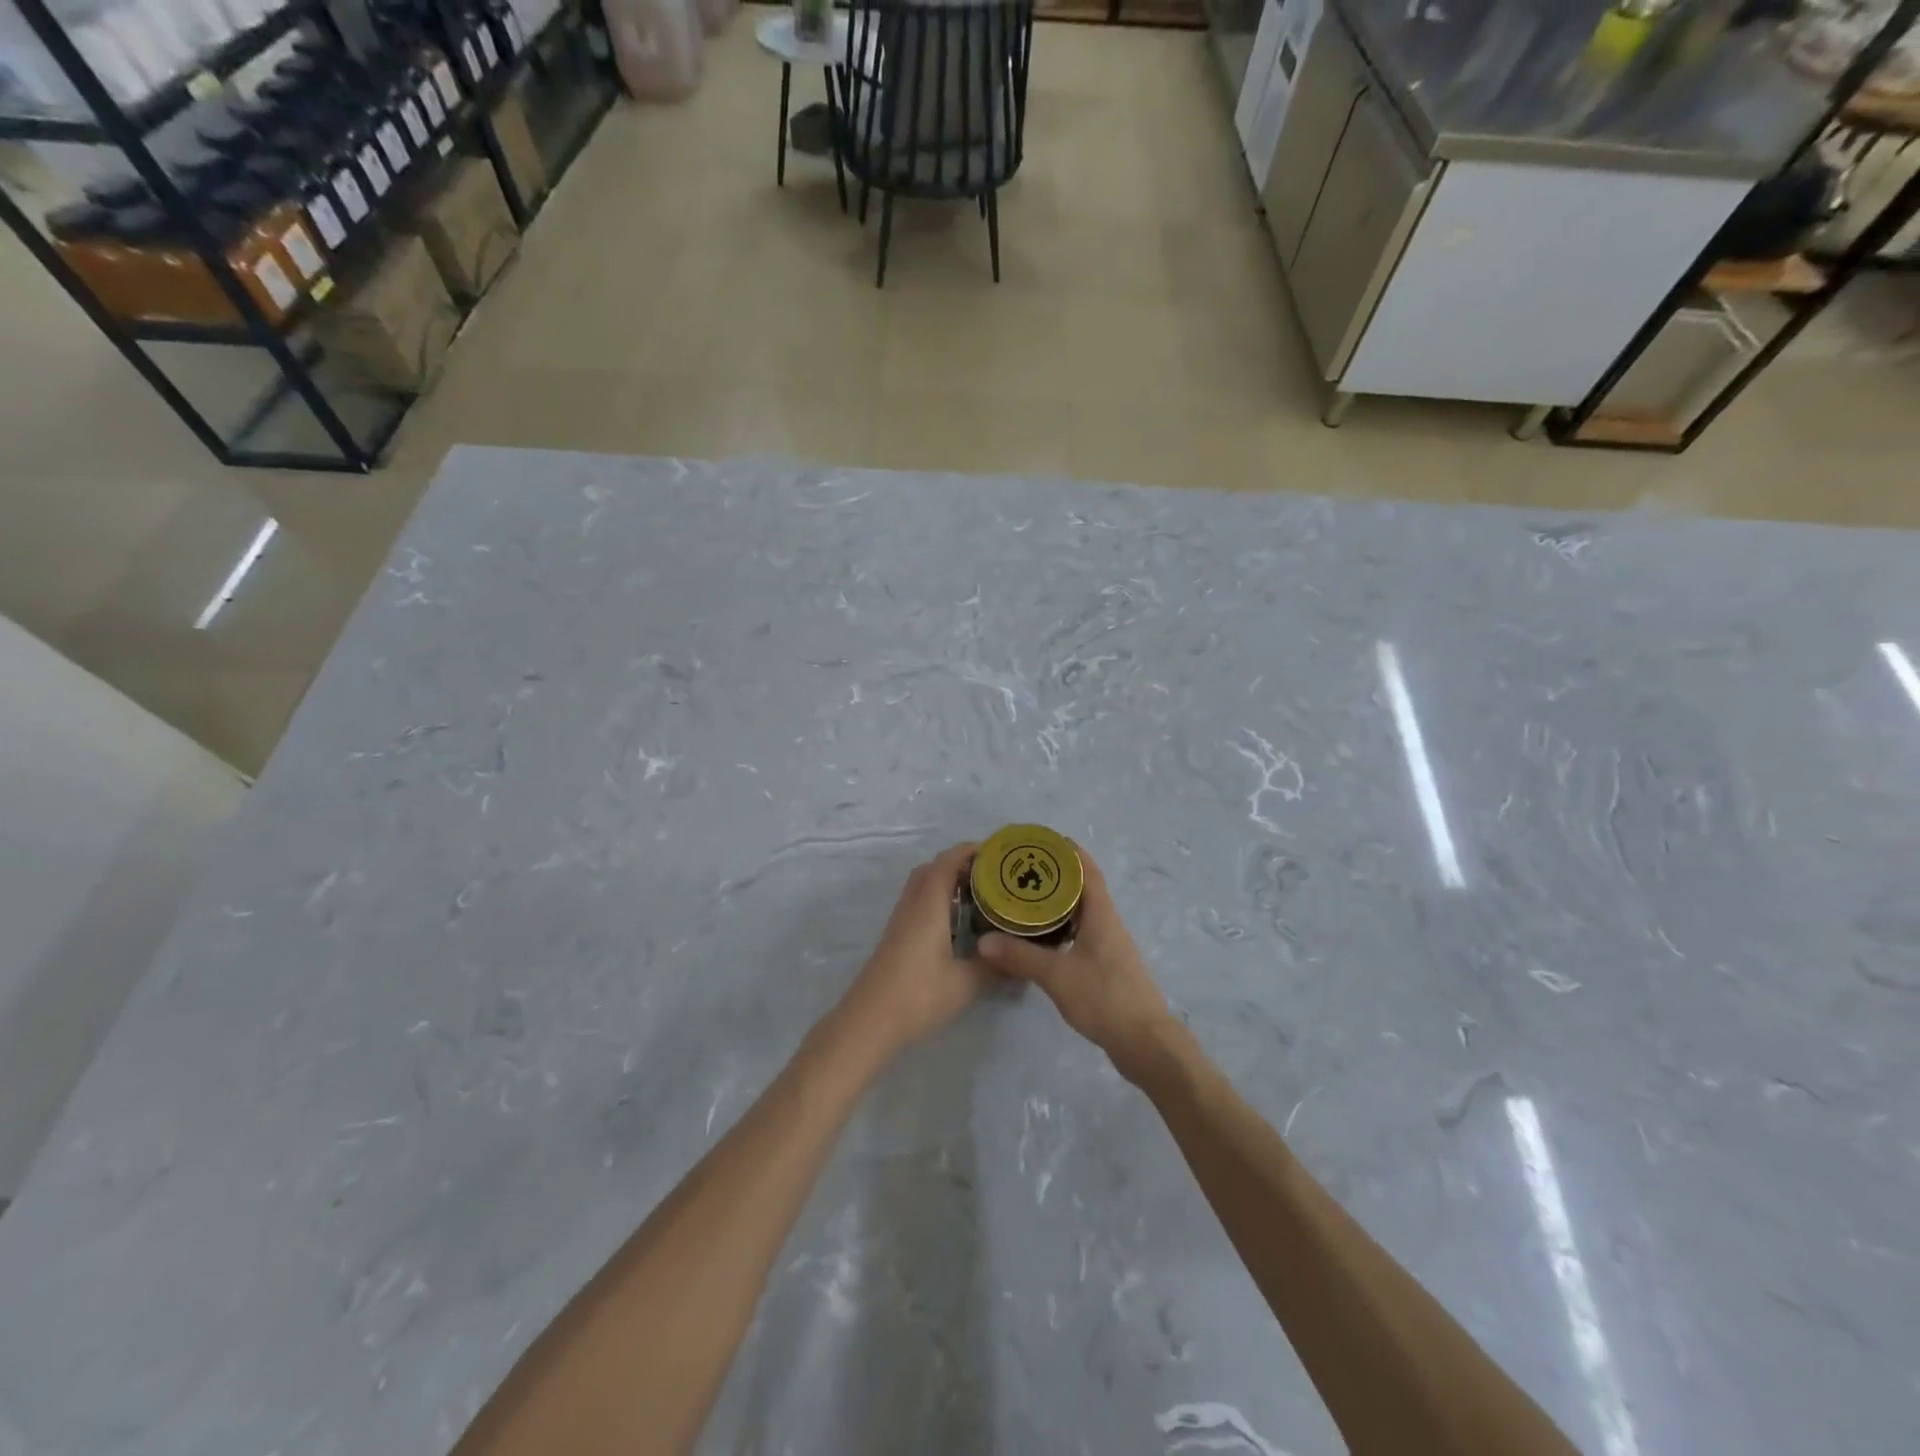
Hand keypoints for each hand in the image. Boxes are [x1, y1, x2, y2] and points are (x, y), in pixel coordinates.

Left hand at [837, 843, 988, 1057]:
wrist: (868, 1022)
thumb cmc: (918, 995)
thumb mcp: (966, 982)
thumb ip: (993, 965)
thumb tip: (1018, 956)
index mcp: (928, 904)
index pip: (947, 861)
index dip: (970, 851)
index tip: (997, 853)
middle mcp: (912, 905)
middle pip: (932, 869)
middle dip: (959, 865)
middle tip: (990, 877)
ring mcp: (900, 922)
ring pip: (922, 888)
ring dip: (947, 884)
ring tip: (979, 898)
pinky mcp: (895, 939)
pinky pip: (918, 906)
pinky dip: (938, 903)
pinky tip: (956, 926)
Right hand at [976, 846, 1175, 1082]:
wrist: (1145, 1042)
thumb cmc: (1105, 998)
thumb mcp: (1057, 975)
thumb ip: (1020, 956)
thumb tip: (983, 941)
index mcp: (1101, 914)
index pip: (1086, 870)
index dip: (1068, 851)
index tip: (1041, 841)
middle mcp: (1107, 923)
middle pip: (1082, 888)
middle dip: (1055, 876)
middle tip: (1020, 871)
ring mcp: (1109, 946)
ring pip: (1081, 913)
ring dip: (1057, 903)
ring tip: (1024, 901)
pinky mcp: (1106, 967)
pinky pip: (1081, 934)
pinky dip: (1061, 928)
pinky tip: (1040, 939)